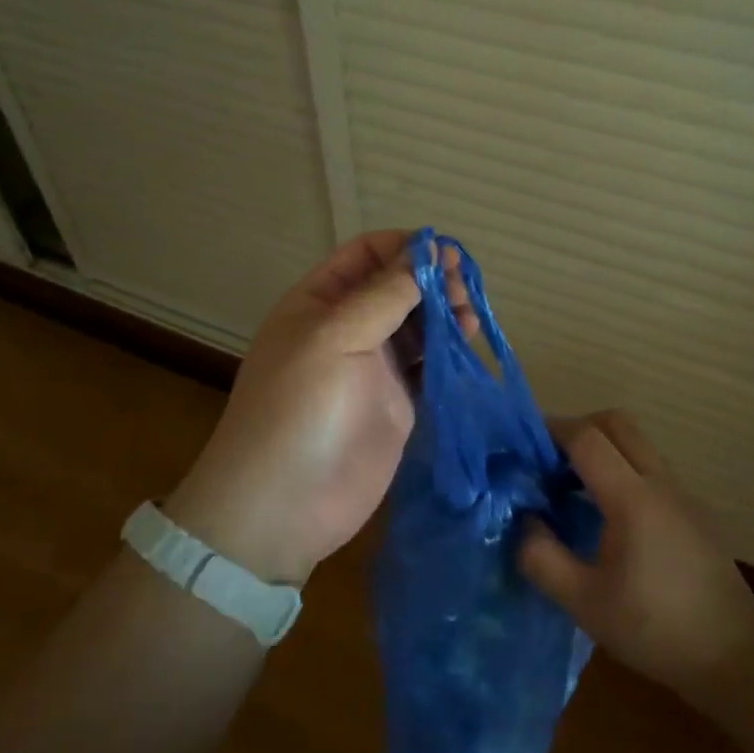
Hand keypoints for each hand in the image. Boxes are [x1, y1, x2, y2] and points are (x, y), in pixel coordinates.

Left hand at [163, 231, 469, 585]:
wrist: (283, 505)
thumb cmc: (299, 409)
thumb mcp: (334, 338)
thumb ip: (384, 295)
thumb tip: (426, 252)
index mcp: (320, 302)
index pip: (367, 254)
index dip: (406, 248)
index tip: (446, 254)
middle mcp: (348, 327)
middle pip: (398, 286)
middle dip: (432, 280)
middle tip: (463, 291)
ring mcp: (374, 367)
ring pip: (418, 324)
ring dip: (446, 313)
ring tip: (470, 319)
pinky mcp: (398, 403)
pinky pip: (429, 365)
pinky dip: (450, 352)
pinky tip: (468, 346)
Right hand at [520, 411, 753, 701]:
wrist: (735, 656)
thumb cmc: (655, 629)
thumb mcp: (584, 603)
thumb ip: (542, 558)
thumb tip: (524, 521)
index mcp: (631, 498)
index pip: (587, 438)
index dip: (552, 431)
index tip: (524, 447)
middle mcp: (659, 482)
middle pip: (617, 423)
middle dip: (578, 428)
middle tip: (549, 460)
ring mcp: (682, 493)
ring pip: (637, 444)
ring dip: (602, 449)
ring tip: (572, 488)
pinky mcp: (694, 510)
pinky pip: (651, 468)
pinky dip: (622, 469)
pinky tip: (608, 516)